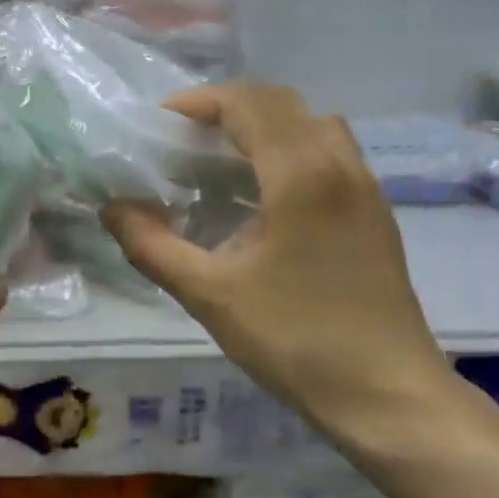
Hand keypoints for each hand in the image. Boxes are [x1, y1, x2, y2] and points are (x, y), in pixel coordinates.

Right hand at [102, 81, 458, 457]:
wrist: (386, 395)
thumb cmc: (295, 340)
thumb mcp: (209, 294)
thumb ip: (152, 245)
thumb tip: (111, 209)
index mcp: (301, 175)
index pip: (248, 103)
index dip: (197, 103)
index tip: (158, 126)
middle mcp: (340, 165)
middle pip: (281, 103)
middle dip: (225, 111)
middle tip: (182, 143)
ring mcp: (366, 188)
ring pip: (312, 124)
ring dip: (262, 129)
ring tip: (220, 166)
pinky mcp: (375, 213)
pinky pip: (330, 154)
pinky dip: (289, 152)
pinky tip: (261, 201)